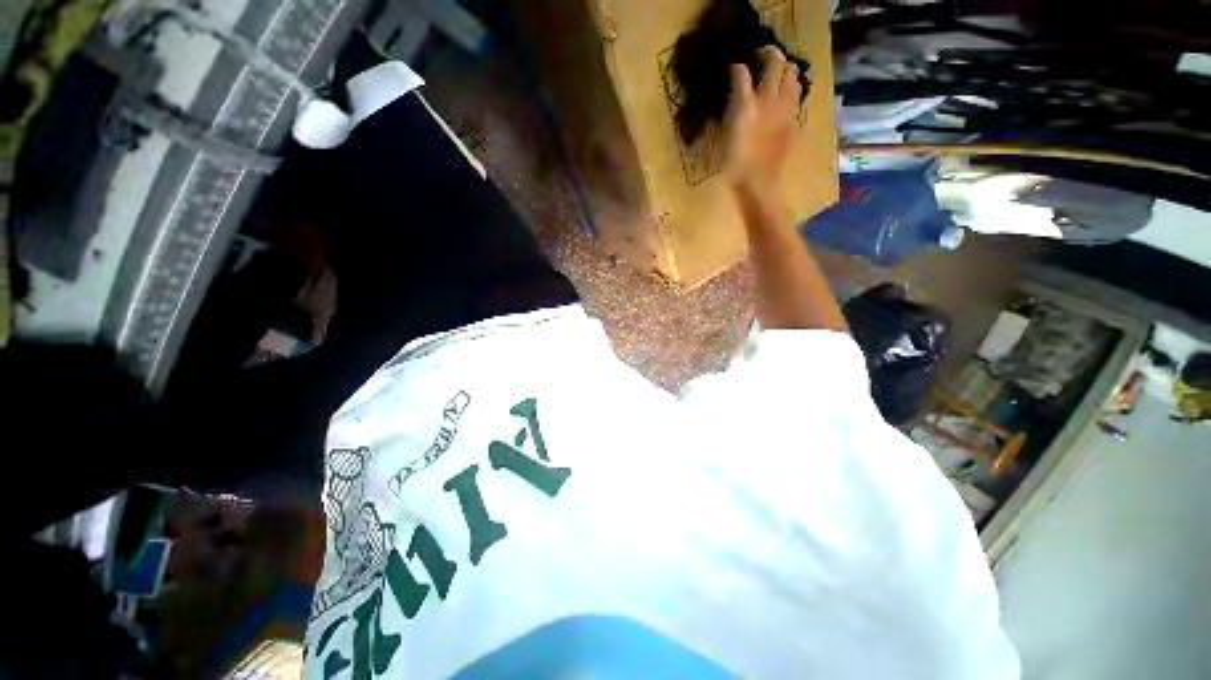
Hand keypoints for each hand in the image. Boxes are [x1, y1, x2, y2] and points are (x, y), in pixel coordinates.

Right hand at [722, 46, 802, 196]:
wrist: (758, 185)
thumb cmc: (735, 165)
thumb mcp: (726, 136)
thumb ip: (733, 110)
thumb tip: (736, 93)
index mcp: (748, 105)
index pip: (742, 73)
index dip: (737, 68)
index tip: (734, 69)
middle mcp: (770, 100)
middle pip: (776, 63)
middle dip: (768, 55)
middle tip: (759, 59)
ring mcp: (786, 109)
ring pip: (793, 75)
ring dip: (784, 69)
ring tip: (775, 74)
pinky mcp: (794, 121)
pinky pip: (796, 95)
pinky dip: (790, 88)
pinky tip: (782, 97)